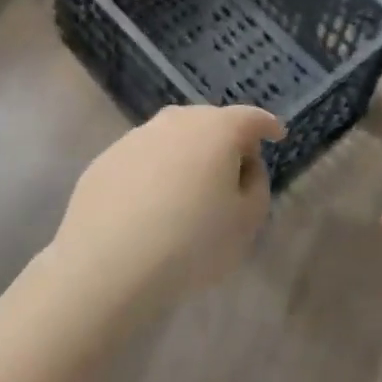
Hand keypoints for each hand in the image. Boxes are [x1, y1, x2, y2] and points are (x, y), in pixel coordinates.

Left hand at [51, 105, 285, 313]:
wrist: (108, 263)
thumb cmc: (192, 242)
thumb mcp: (247, 222)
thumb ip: (256, 186)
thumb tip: (244, 166)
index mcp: (216, 130)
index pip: (250, 118)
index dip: (267, 126)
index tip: (276, 135)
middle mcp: (175, 122)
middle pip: (209, 122)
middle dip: (226, 139)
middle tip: (233, 169)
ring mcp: (135, 137)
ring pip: (172, 138)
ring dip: (187, 155)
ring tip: (190, 190)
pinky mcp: (106, 159)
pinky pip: (142, 159)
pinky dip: (154, 173)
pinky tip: (151, 205)